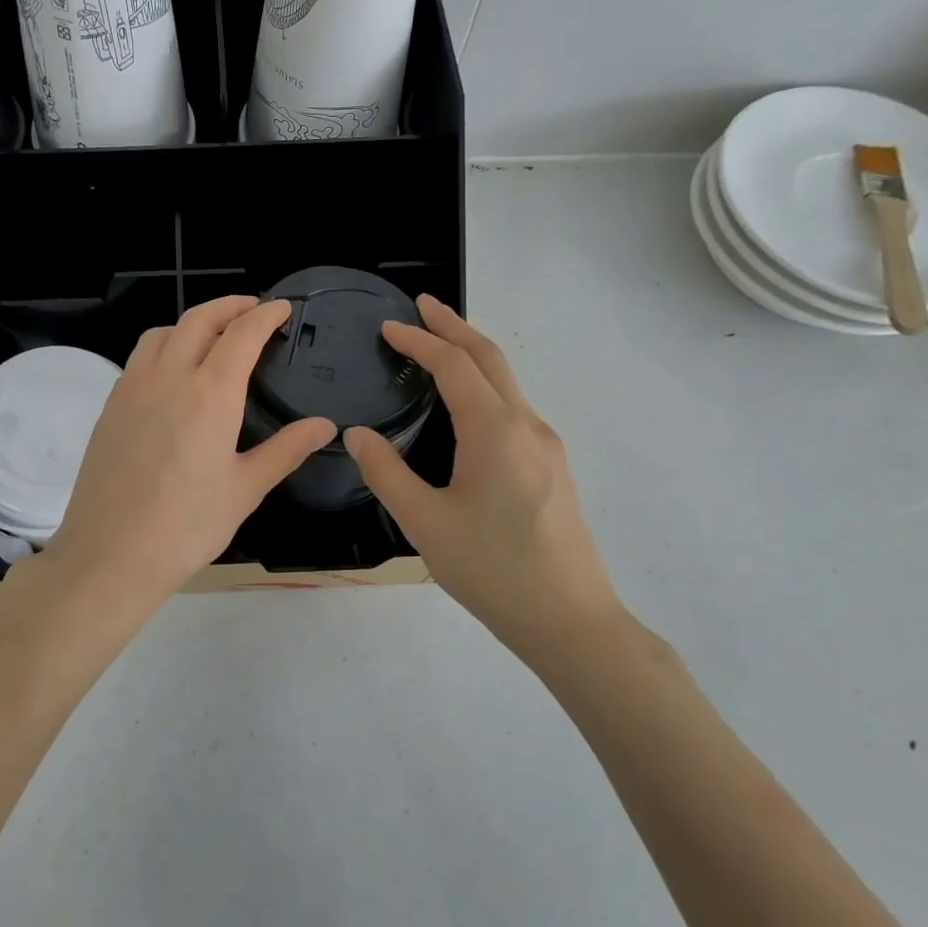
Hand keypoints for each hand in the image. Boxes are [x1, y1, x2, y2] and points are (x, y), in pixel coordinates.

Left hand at [46, 296, 336, 606]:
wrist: (111, 554)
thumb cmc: (187, 527)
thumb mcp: (245, 490)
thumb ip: (286, 450)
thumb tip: (325, 425)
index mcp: (210, 395)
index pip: (241, 335)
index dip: (264, 315)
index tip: (282, 308)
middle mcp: (168, 378)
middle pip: (199, 320)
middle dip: (230, 306)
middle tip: (253, 308)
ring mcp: (132, 389)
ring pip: (162, 333)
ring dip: (192, 322)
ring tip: (212, 336)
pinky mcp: (110, 407)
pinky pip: (139, 358)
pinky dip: (163, 347)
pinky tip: (172, 373)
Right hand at [344, 295, 625, 656]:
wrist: (570, 619)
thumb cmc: (492, 569)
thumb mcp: (424, 522)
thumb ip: (386, 472)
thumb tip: (357, 433)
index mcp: (495, 430)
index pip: (453, 365)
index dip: (419, 340)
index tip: (388, 326)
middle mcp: (526, 426)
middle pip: (490, 358)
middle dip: (454, 327)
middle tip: (422, 307)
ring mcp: (546, 447)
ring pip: (507, 383)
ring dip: (472, 356)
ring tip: (438, 349)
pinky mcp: (552, 468)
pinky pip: (514, 409)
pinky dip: (484, 387)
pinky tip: (466, 409)